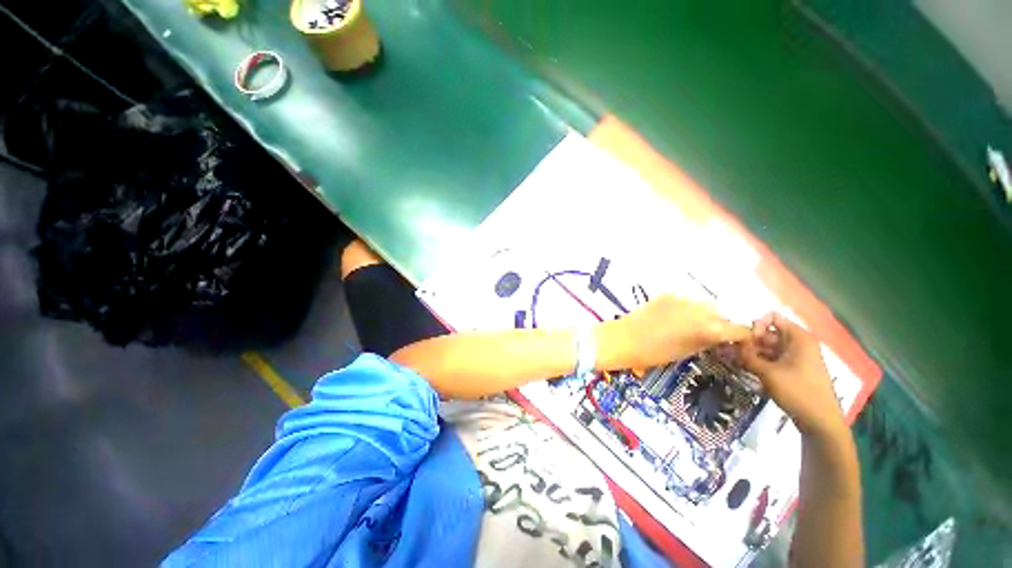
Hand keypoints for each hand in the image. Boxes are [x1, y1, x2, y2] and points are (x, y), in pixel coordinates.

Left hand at [596, 295, 750, 370]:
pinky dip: (685, 307)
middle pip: (720, 313)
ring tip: (690, 323)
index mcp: (707, 328)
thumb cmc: (654, 352)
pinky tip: (674, 316)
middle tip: (711, 332)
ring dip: (702, 313)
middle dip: (720, 322)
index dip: (742, 336)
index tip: (740, 340)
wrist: (624, 338)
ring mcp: (682, 298)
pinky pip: (684, 300)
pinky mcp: (667, 294)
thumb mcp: (686, 352)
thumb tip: (720, 337)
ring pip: (702, 304)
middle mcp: (699, 309)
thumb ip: (707, 341)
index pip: (738, 329)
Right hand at [741, 313, 845, 437]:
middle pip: (768, 333)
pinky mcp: (792, 368)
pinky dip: (758, 361)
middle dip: (749, 341)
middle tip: (730, 351)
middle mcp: (798, 343)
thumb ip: (746, 356)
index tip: (745, 340)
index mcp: (798, 338)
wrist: (820, 421)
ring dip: (750, 352)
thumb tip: (725, 345)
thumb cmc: (798, 391)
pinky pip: (772, 358)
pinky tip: (743, 367)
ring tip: (732, 360)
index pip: (772, 318)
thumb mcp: (768, 373)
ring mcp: (796, 356)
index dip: (756, 326)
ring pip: (768, 347)